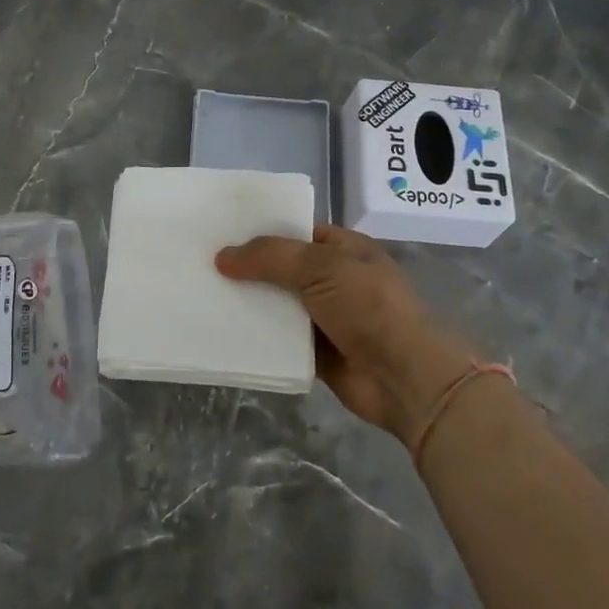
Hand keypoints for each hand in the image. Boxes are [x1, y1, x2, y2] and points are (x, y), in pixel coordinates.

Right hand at [216, 225, 483, 446]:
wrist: (404, 377)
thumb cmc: (368, 306)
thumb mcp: (319, 266)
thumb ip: (270, 256)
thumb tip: (222, 257)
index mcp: (344, 249)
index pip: (297, 232)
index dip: (262, 232)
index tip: (222, 234)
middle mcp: (335, 280)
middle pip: (283, 269)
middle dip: (249, 269)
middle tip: (204, 266)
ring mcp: (327, 318)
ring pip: (279, 306)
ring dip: (250, 304)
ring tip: (205, 297)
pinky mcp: (318, 353)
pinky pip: (281, 340)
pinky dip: (259, 338)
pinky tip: (224, 332)